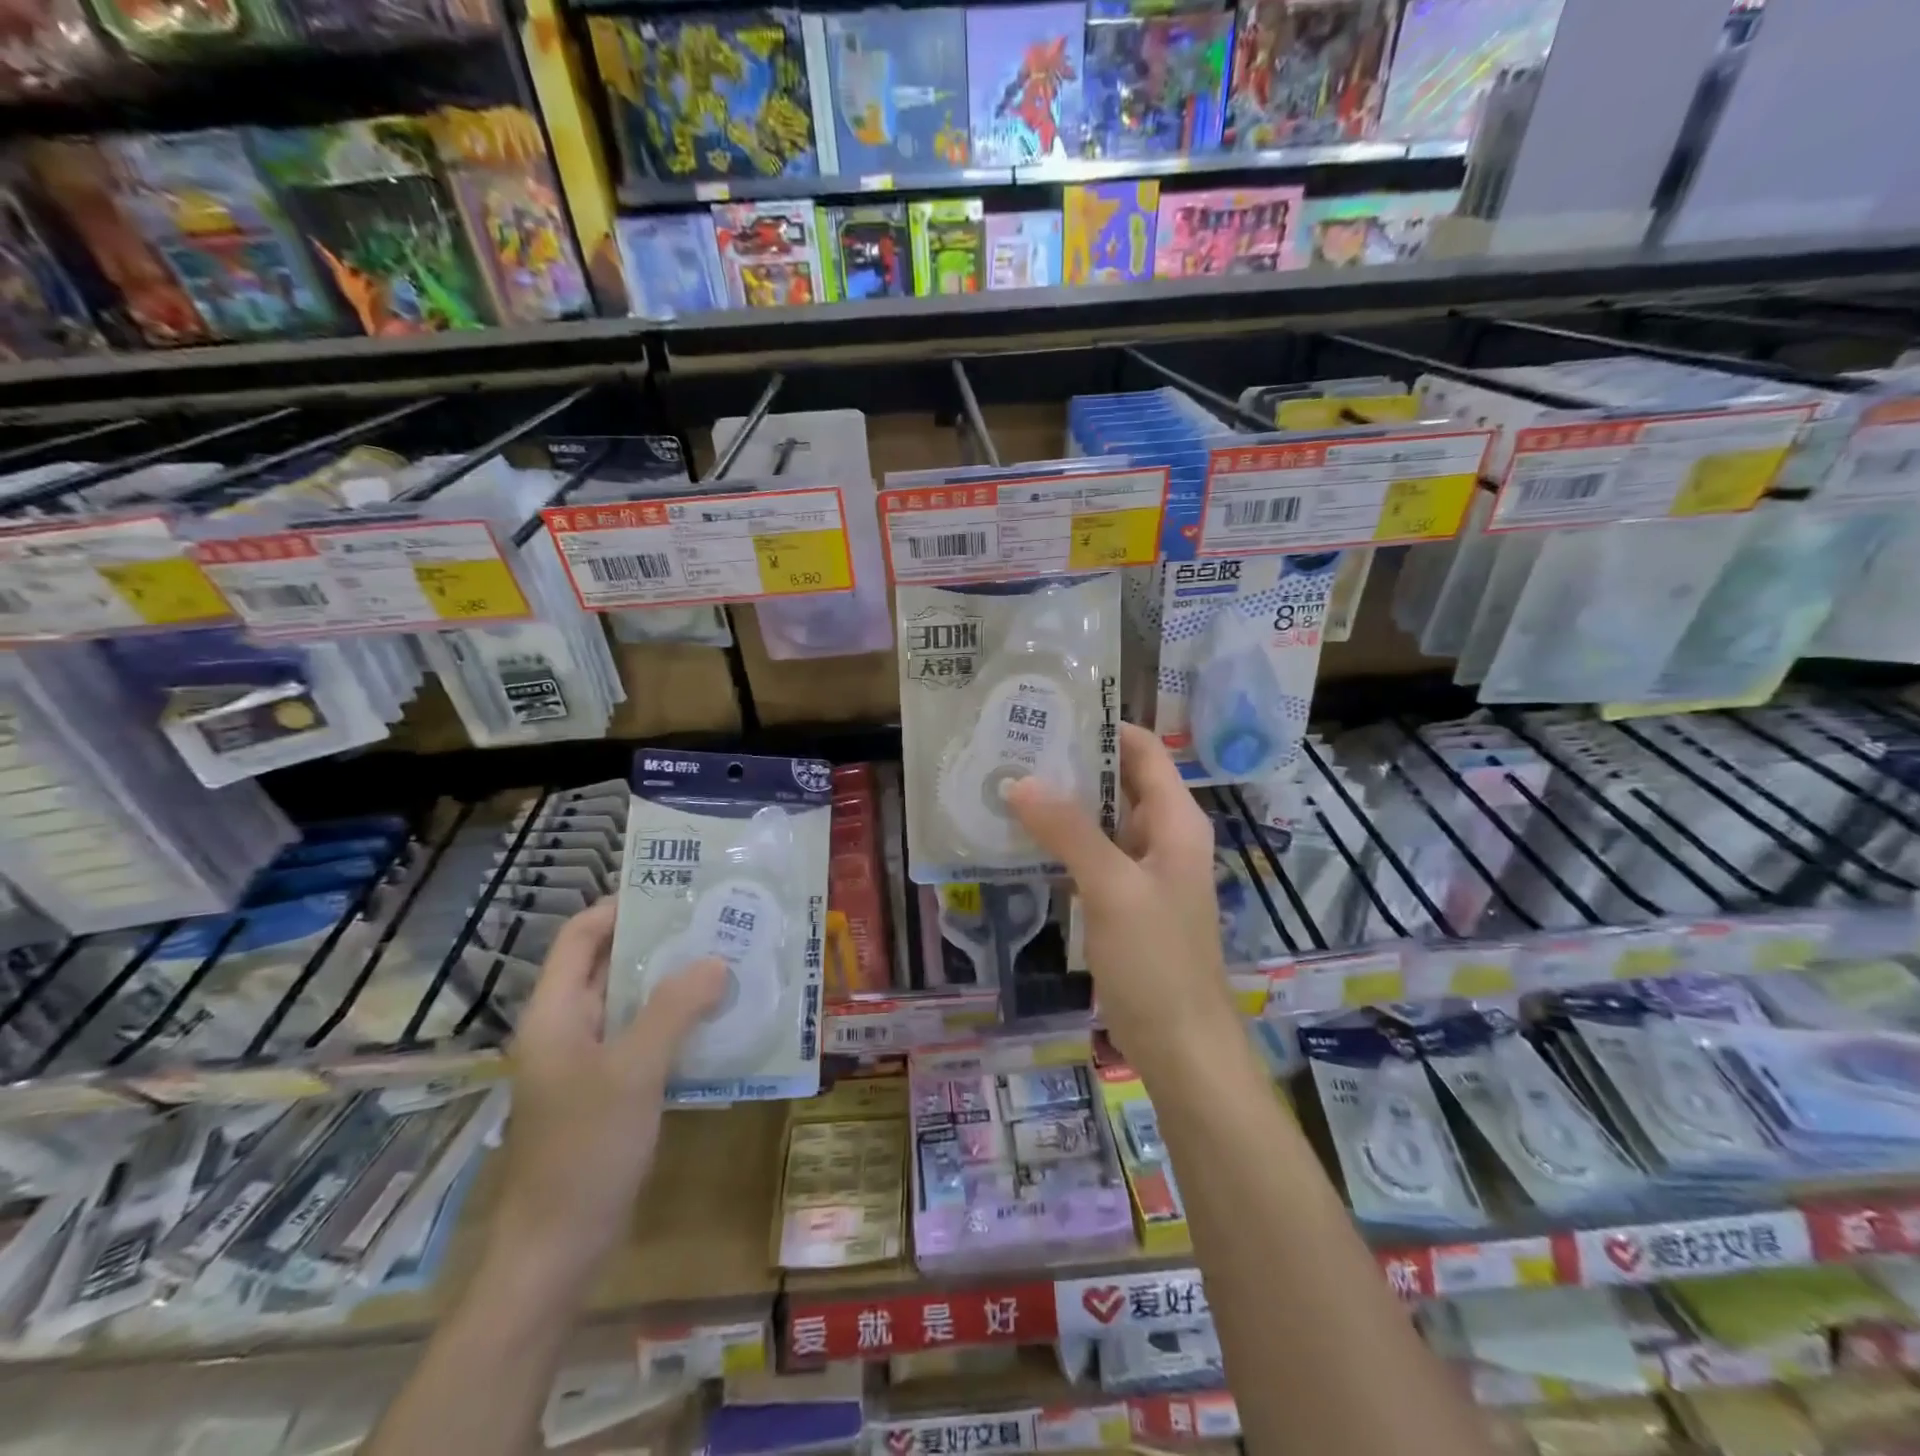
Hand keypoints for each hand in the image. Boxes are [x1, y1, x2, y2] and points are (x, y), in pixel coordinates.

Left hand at [491, 897, 725, 1289]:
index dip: (620, 908)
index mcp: (555, 1013)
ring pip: (630, 1003)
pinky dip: (674, 1022)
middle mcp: (566, 1029)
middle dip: (660, 943)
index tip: (674, 893)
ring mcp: (585, 1062)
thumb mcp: (634, 1072)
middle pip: (609, 966)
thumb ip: (675, 1010)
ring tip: (726, 962)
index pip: (580, 937)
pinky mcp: (606, 1090)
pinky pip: (642, 1038)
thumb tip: (716, 961)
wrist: (557, 1251)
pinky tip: (716, 1021)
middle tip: (715, 923)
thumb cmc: (586, 1151)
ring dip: (673, 984)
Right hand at [1005, 723, 1236, 1075]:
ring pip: (1101, 820)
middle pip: (1119, 781)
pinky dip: (1061, 842)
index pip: (1143, 751)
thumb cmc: (1156, 959)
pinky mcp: (1123, 900)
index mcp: (1176, 821)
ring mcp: (1142, 870)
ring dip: (1062, 804)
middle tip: (1014, 747)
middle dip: (1072, 764)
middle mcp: (1163, 836)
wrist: (1179, 1044)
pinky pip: (1091, 856)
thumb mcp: (1112, 887)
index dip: (1103, 727)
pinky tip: (1021, 837)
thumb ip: (1068, 831)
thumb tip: (1020, 781)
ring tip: (1008, 782)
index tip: (1051, 712)